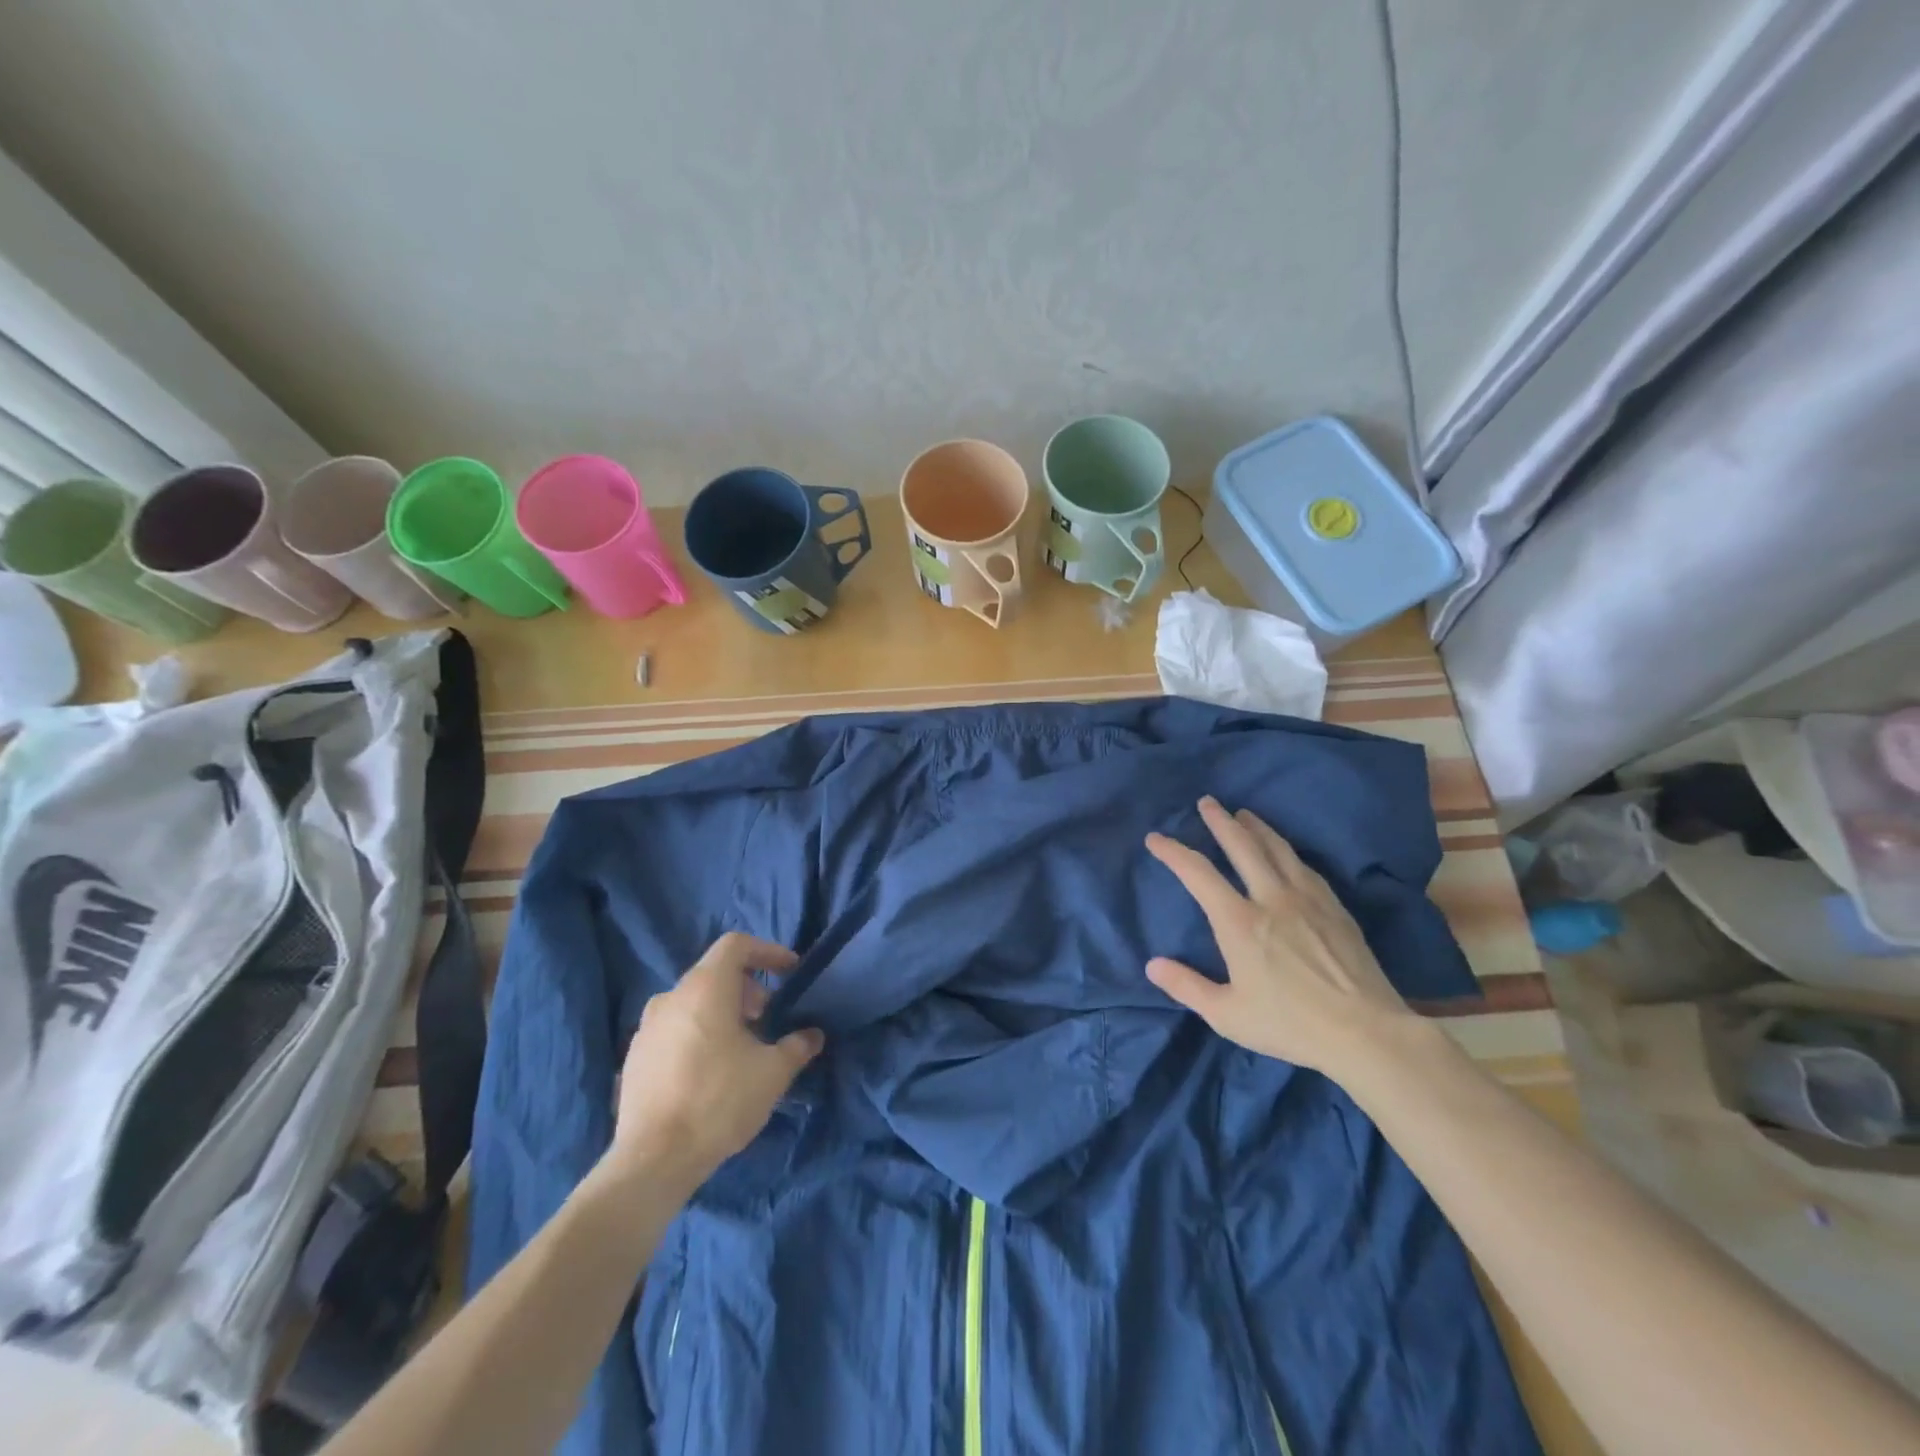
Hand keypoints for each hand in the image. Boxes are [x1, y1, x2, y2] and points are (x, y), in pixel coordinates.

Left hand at [602, 933, 823, 1194]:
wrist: (653, 1160)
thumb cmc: (719, 1101)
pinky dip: (698, 1033)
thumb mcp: (773, 1073)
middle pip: (714, 973)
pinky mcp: (634, 1058)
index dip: (767, 951)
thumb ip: (797, 1046)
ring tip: (742, 1046)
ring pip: (692, 1002)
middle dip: (748, 988)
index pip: (736, 945)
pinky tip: (711, 1071)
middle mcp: (671, 997)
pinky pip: (674, 1029)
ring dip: (722, 1012)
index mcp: (704, 988)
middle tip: (768, 1017)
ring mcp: (646, 1028)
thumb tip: (813, 1035)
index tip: (790, 972)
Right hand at [1144, 797, 1417, 1080]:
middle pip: (1242, 846)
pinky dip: (1286, 850)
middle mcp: (1271, 899)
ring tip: (1244, 814)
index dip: (1173, 852)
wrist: (1366, 1032)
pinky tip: (1286, 851)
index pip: (1198, 874)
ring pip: (1277, 849)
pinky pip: (1305, 867)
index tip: (1155, 838)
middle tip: (1207, 802)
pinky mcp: (1335, 908)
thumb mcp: (1227, 1015)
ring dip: (1256, 827)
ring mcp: (1307, 899)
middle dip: (1220, 821)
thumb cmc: (1290, 1025)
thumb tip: (1152, 965)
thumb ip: (1187, 986)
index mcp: (1239, 922)